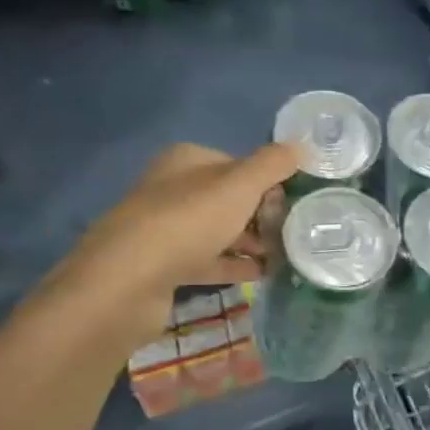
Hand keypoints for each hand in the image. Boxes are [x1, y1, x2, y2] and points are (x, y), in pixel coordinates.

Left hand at [65, 142, 297, 339]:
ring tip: (283, 255)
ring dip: (249, 241)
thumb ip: (272, 164)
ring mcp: (164, 230)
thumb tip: (302, 146)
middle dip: (260, 213)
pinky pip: (207, 261)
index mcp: (185, 161)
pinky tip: (260, 275)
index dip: (267, 181)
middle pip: (227, 198)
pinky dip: (233, 265)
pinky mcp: (162, 267)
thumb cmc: (187, 222)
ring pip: (217, 231)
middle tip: (291, 231)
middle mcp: (171, 189)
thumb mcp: (239, 185)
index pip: (236, 164)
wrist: (127, 282)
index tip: (293, 202)